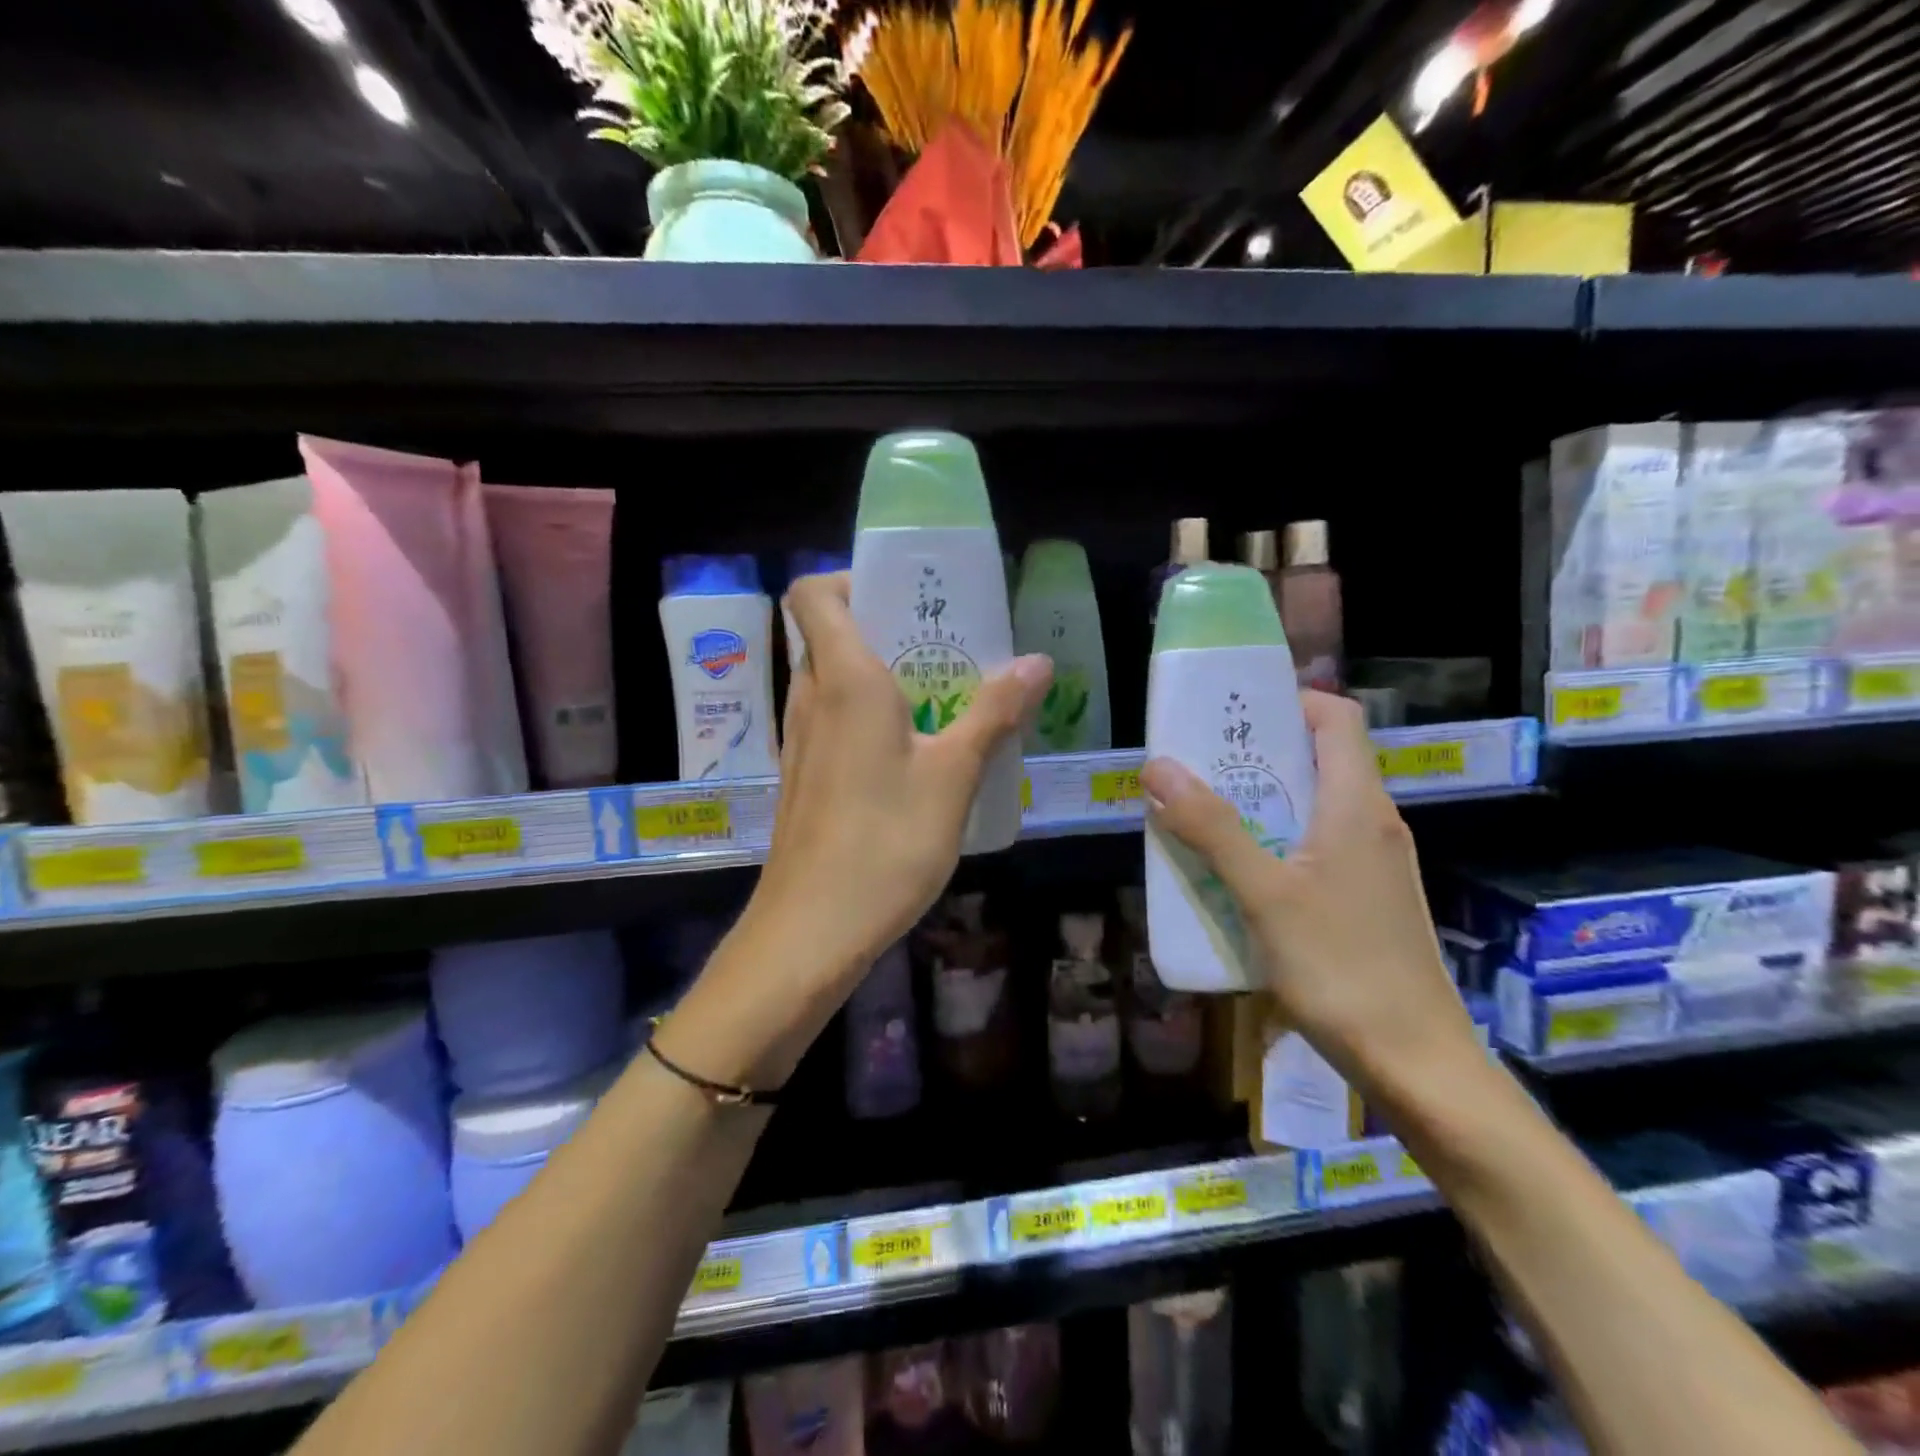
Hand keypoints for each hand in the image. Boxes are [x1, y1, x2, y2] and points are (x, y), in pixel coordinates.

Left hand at [753, 571, 1051, 983]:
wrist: (811, 930)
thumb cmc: (884, 842)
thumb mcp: (953, 776)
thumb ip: (994, 713)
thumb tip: (1036, 662)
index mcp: (844, 679)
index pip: (815, 593)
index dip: (851, 579)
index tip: (905, 596)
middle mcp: (812, 698)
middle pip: (832, 634)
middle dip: (887, 628)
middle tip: (947, 645)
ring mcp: (801, 740)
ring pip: (834, 681)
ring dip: (882, 675)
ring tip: (942, 695)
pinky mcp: (803, 777)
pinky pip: (834, 721)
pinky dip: (869, 716)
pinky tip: (915, 752)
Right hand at [1139, 691, 1477, 1092]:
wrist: (1418, 1065)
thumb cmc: (1343, 969)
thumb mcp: (1265, 895)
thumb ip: (1212, 829)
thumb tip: (1158, 766)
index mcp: (1357, 804)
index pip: (1337, 718)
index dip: (1288, 700)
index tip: (1232, 712)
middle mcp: (1372, 822)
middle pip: (1319, 758)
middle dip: (1256, 753)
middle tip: (1197, 763)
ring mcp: (1373, 863)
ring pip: (1313, 805)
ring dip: (1259, 800)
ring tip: (1203, 811)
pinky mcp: (1365, 898)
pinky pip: (1315, 845)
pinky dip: (1273, 840)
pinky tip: (1236, 872)